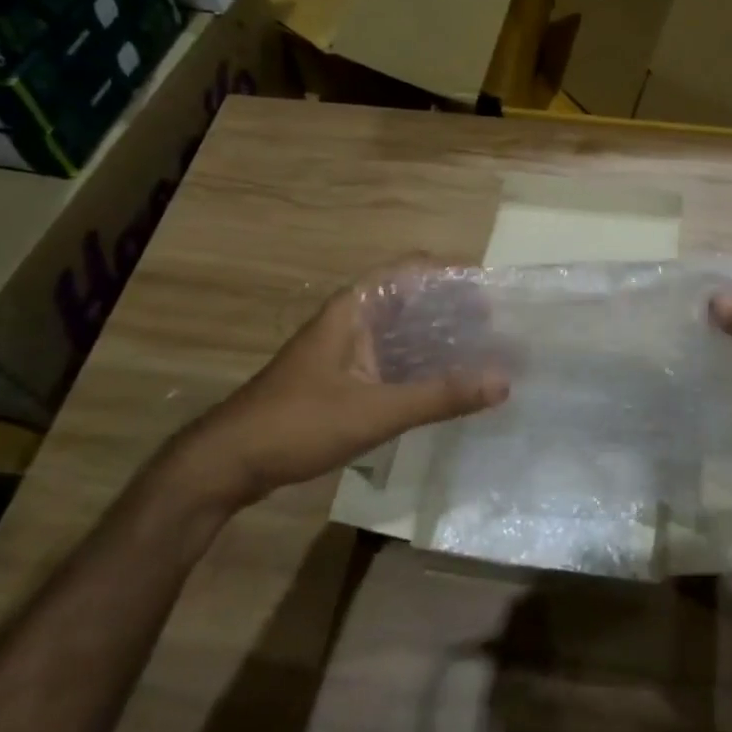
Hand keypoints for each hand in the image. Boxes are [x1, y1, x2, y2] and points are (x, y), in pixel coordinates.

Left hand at [165, 258, 508, 511]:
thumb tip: (504, 380)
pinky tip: (447, 383)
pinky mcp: (342, 376)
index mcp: (355, 308)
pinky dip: (421, 364)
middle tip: (498, 328)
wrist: (228, 462)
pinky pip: (392, 358)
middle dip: (454, 309)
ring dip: (439, 338)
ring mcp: (345, 348)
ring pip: (403, 331)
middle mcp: (352, 318)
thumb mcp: (376, 411)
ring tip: (484, 352)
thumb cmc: (299, 423)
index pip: (413, 269)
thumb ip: (440, 396)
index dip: (453, 275)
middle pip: (412, 299)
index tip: (493, 292)